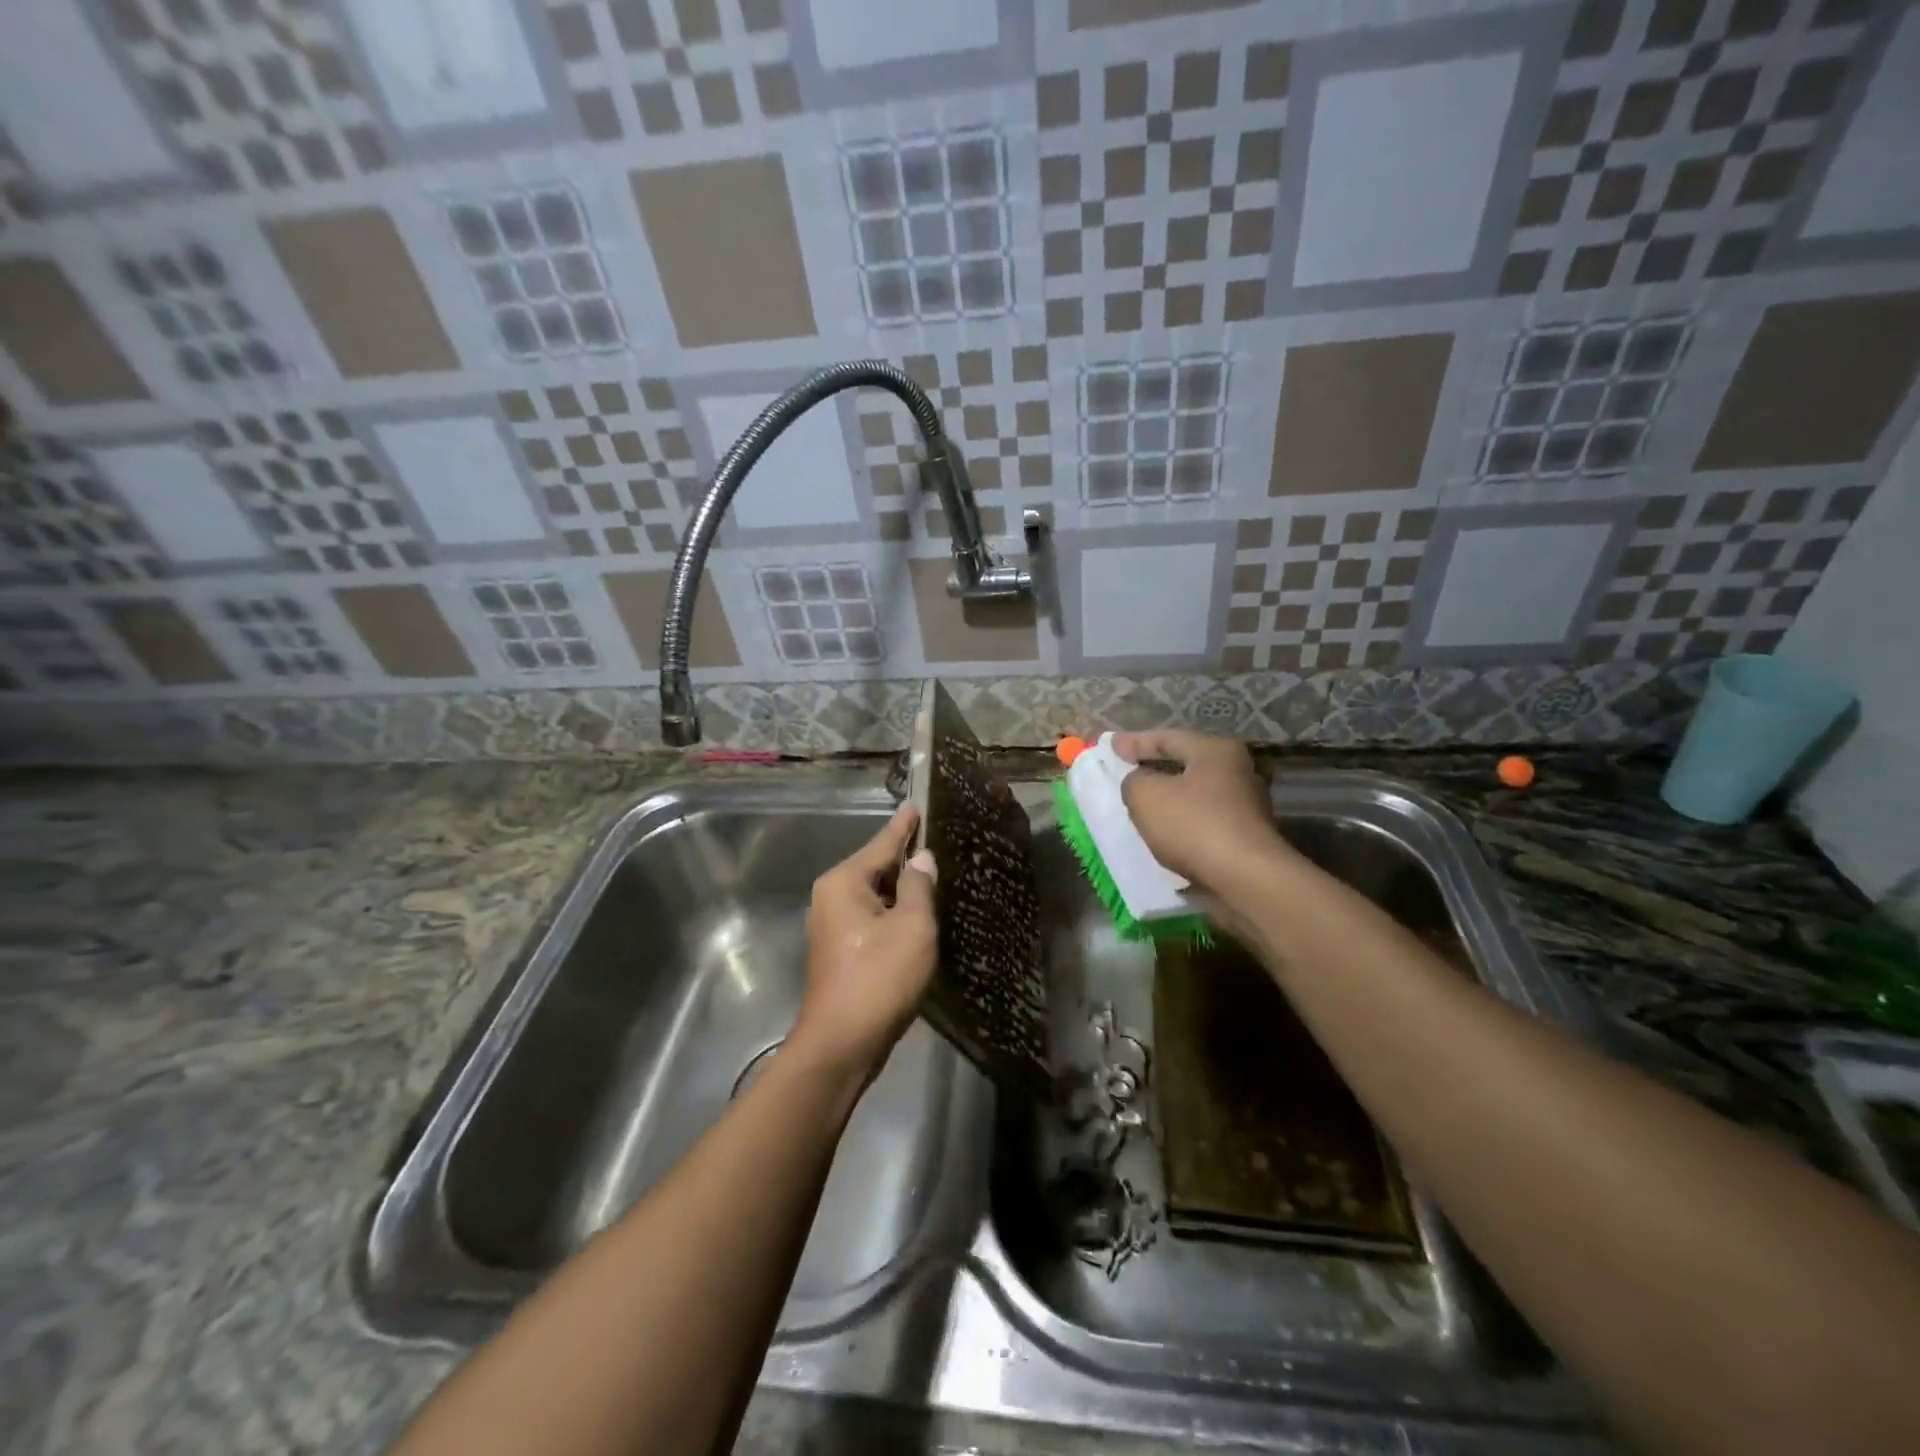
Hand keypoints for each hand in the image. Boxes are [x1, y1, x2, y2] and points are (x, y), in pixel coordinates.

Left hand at [790, 802, 937, 1083]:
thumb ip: (919, 887)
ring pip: (877, 895)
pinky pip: (874, 917)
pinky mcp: (842, 950)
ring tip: (938, 873)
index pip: (882, 843)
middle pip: (877, 868)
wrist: (841, 1045)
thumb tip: (921, 860)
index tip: (916, 803)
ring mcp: (834, 925)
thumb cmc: (879, 978)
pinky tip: (920, 914)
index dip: (904, 825)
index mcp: (844, 882)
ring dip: (905, 889)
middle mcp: (832, 897)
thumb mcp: (912, 927)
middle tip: (941, 842)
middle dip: (908, 858)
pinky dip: (896, 913)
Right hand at [1111, 730, 1293, 896]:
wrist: (1245, 879)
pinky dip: (1182, 823)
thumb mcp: (1145, 795)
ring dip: (1169, 799)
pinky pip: (1203, 822)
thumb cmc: (1193, 825)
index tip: (1111, 745)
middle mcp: (1237, 771)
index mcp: (1215, 751)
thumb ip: (1134, 781)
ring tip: (1141, 806)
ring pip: (1195, 795)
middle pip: (1186, 764)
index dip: (1135, 742)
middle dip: (1155, 768)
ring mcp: (1246, 806)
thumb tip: (1141, 783)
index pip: (1167, 738)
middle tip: (1127, 771)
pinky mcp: (1246, 838)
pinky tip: (1164, 834)